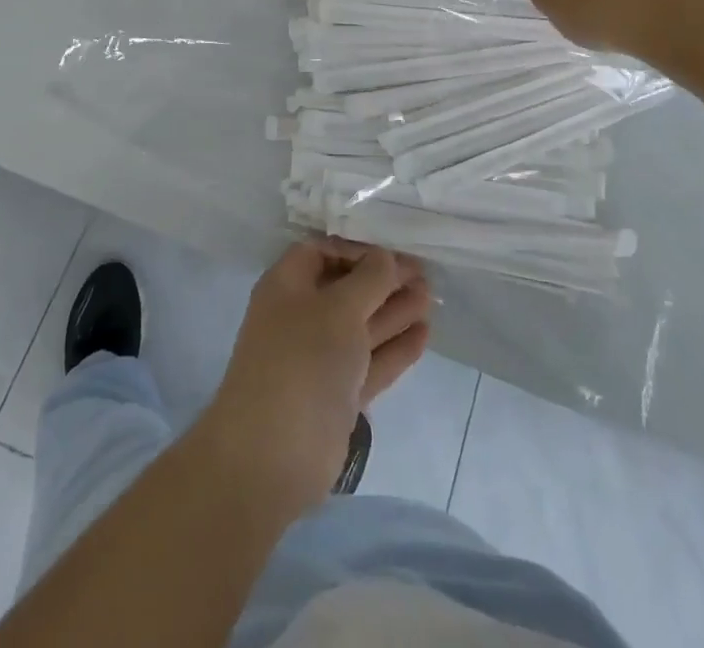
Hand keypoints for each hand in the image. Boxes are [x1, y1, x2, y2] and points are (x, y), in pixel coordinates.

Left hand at [195, 242, 430, 520]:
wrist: (272, 455)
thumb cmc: (302, 360)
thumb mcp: (339, 308)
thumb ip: (369, 279)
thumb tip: (385, 257)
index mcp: (288, 285)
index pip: (323, 251)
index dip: (357, 248)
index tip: (393, 250)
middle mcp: (301, 316)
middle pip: (347, 288)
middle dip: (383, 279)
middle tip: (425, 273)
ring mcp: (319, 357)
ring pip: (362, 325)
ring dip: (395, 310)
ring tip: (431, 297)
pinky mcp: (337, 394)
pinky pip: (370, 361)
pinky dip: (395, 347)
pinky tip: (424, 333)